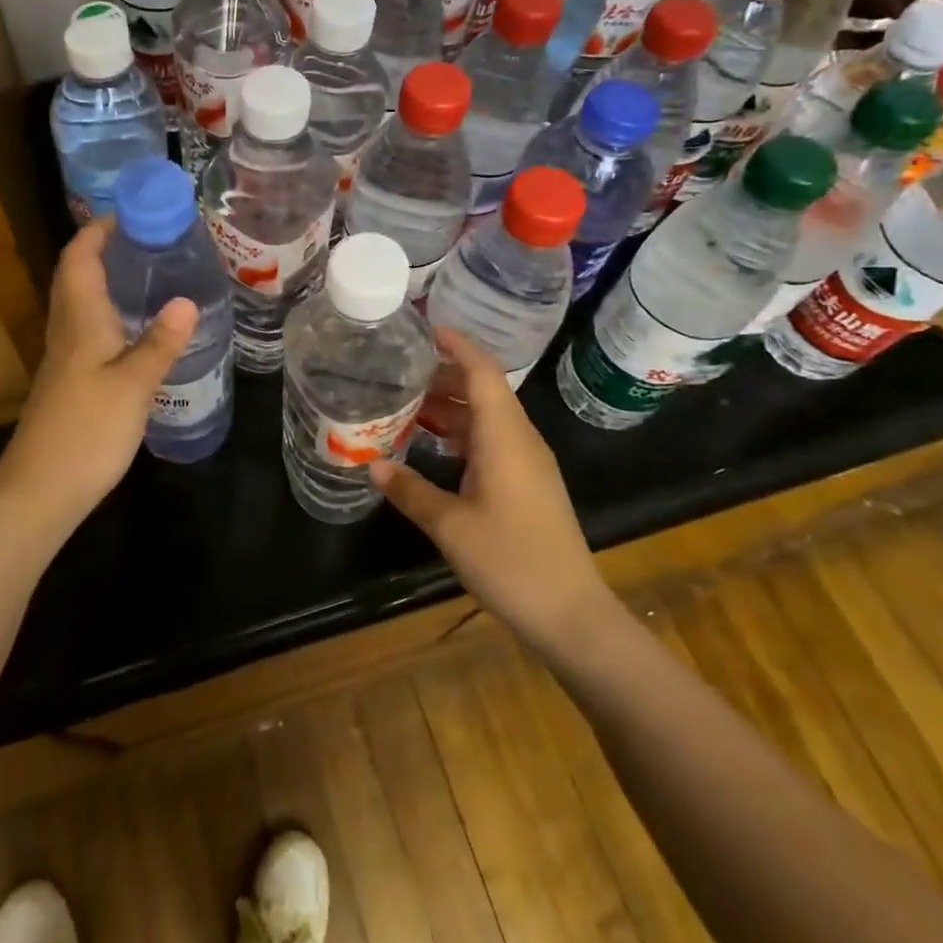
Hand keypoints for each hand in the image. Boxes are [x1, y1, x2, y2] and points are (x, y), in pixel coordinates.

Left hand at [0, 220, 197, 527]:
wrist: (41, 489)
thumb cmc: (86, 429)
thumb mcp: (133, 384)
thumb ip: (160, 342)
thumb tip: (186, 300)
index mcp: (79, 320)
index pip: (79, 258)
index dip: (99, 231)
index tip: (132, 214)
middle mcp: (67, 331)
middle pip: (77, 276)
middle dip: (108, 251)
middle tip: (153, 242)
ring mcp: (66, 358)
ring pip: (84, 304)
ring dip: (111, 282)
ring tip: (154, 276)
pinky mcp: (72, 381)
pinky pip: (91, 331)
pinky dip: (113, 316)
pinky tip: (141, 330)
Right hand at [371, 328, 614, 656]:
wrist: (570, 614)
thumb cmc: (511, 561)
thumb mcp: (450, 526)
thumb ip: (410, 490)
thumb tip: (372, 464)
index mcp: (505, 436)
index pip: (482, 371)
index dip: (455, 344)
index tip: (423, 327)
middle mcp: (520, 440)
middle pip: (483, 390)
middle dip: (443, 374)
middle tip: (398, 368)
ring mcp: (527, 463)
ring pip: (486, 418)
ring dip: (450, 406)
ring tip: (405, 401)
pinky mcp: (527, 485)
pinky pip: (491, 442)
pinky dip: (460, 434)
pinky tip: (431, 445)